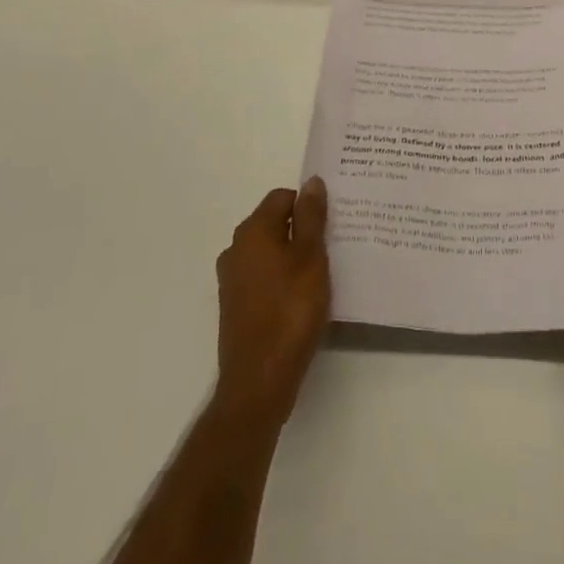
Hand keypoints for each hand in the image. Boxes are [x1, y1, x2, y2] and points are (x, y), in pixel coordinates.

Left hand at [214, 179, 331, 426]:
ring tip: (320, 274)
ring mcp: (232, 279)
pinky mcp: (235, 305)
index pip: (282, 197)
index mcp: (253, 231)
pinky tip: (300, 298)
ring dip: (291, 256)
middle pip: (274, 223)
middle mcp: (236, 248)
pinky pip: (262, 276)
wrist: (259, 381)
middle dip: (301, 229)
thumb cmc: (290, 311)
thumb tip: (312, 182)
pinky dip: (281, 278)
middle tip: (331, 246)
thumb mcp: (311, 258)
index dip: (308, 204)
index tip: (332, 222)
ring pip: (268, 251)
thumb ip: (311, 217)